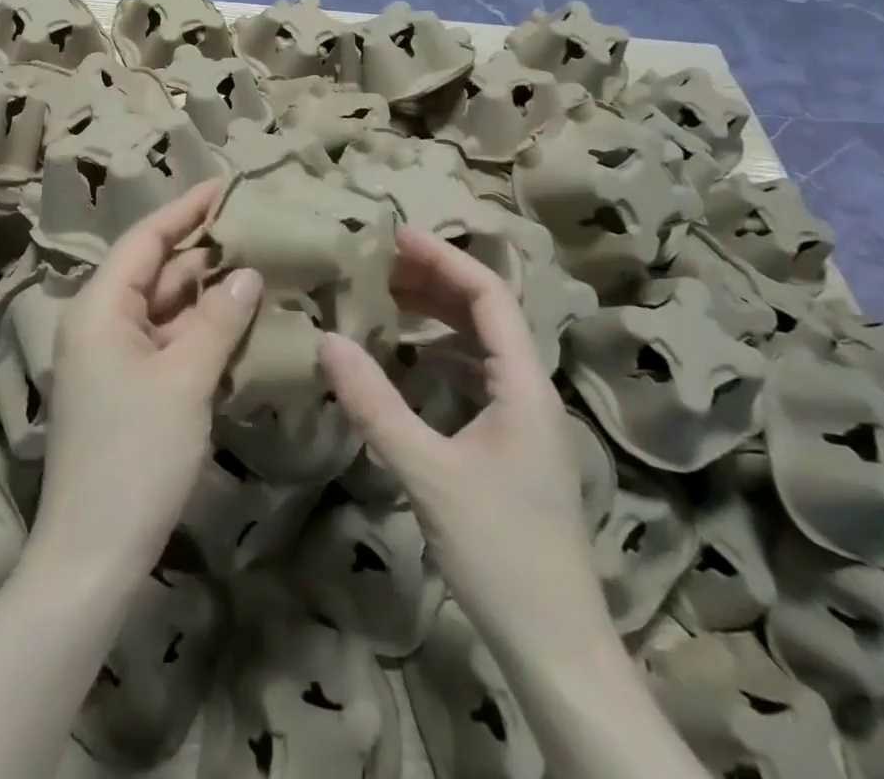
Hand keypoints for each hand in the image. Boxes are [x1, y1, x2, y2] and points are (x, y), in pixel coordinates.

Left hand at [32, 183, 262, 585]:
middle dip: (204, 252)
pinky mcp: (129, 387)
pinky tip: (240, 320)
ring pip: (165, 308)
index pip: (146, 240)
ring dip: (207, 293)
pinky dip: (201, 330)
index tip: (226, 184)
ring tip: (260, 266)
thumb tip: (247, 274)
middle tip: (257, 229)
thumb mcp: (184, 380)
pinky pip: (168, 341)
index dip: (186, 210)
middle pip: (156, 271)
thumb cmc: (135, 455)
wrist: (93, 553)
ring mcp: (114, 356)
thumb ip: (218, 320)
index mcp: (100, 307)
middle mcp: (101, 322)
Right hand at [318, 229, 607, 658]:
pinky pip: (475, 376)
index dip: (444, 257)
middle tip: (379, 261)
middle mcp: (530, 390)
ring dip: (437, 314)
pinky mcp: (511, 444)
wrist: (557, 648)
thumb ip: (375, 404)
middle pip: (487, 312)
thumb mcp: (427, 473)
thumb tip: (327, 339)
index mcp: (524, 385)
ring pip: (481, 344)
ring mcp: (524, 419)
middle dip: (435, 279)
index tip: (395, 235)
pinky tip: (407, 358)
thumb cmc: (500, 552)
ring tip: (386, 296)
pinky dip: (440, 353)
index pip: (489, 295)